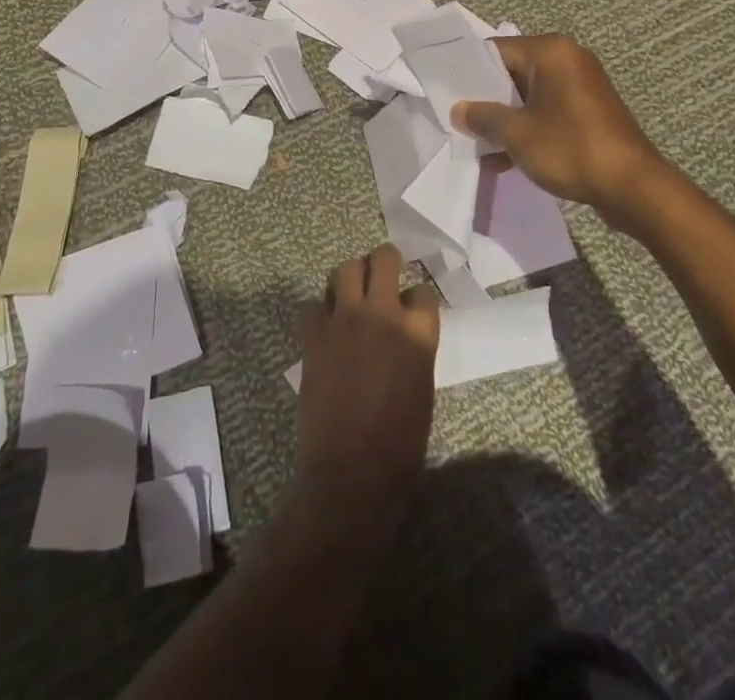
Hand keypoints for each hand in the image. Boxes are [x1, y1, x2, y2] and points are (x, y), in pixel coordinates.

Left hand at [292, 244, 440, 529]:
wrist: (351, 475)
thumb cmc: (400, 448)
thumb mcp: (422, 392)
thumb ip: (414, 352)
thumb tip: (403, 338)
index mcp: (418, 334)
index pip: (423, 291)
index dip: (417, 298)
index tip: (412, 306)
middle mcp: (382, 315)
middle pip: (383, 259)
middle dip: (385, 260)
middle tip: (383, 273)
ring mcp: (345, 321)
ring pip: (345, 269)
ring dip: (350, 276)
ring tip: (351, 293)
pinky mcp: (314, 336)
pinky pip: (312, 305)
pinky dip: (318, 312)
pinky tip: (324, 327)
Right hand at [451, 34, 667, 220]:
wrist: (633, 187)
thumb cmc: (571, 148)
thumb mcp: (517, 133)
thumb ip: (483, 117)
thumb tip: (459, 111)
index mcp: (551, 52)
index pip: (496, 50)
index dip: (468, 71)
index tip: (445, 91)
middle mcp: (568, 60)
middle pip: (512, 72)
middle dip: (486, 99)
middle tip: (457, 119)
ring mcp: (581, 87)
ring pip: (528, 96)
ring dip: (504, 119)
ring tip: (476, 145)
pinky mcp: (588, 112)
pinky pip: (547, 112)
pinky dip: (527, 129)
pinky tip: (504, 160)